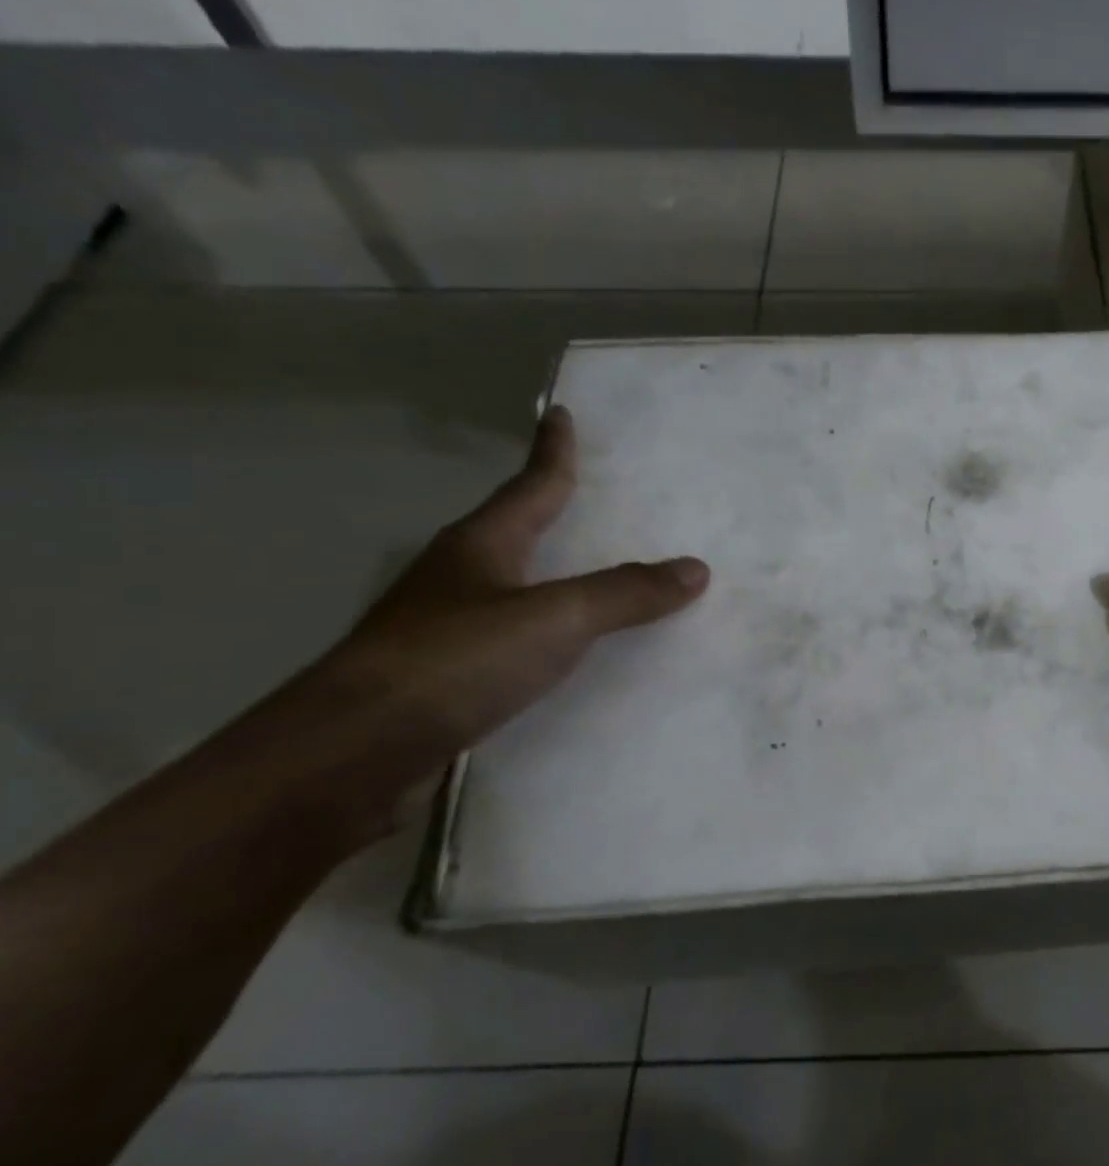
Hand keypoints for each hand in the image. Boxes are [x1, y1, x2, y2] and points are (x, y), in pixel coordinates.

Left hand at [324, 404, 708, 761]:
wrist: (355, 751)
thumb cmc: (456, 660)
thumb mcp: (555, 619)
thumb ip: (626, 593)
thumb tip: (696, 568)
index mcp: (481, 545)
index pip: (531, 486)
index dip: (552, 452)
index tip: (563, 414)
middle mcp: (459, 575)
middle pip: (515, 528)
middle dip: (551, 509)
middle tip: (596, 496)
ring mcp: (444, 624)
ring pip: (511, 582)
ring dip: (549, 570)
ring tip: (592, 568)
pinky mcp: (444, 672)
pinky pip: (511, 632)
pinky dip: (544, 625)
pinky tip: (565, 646)